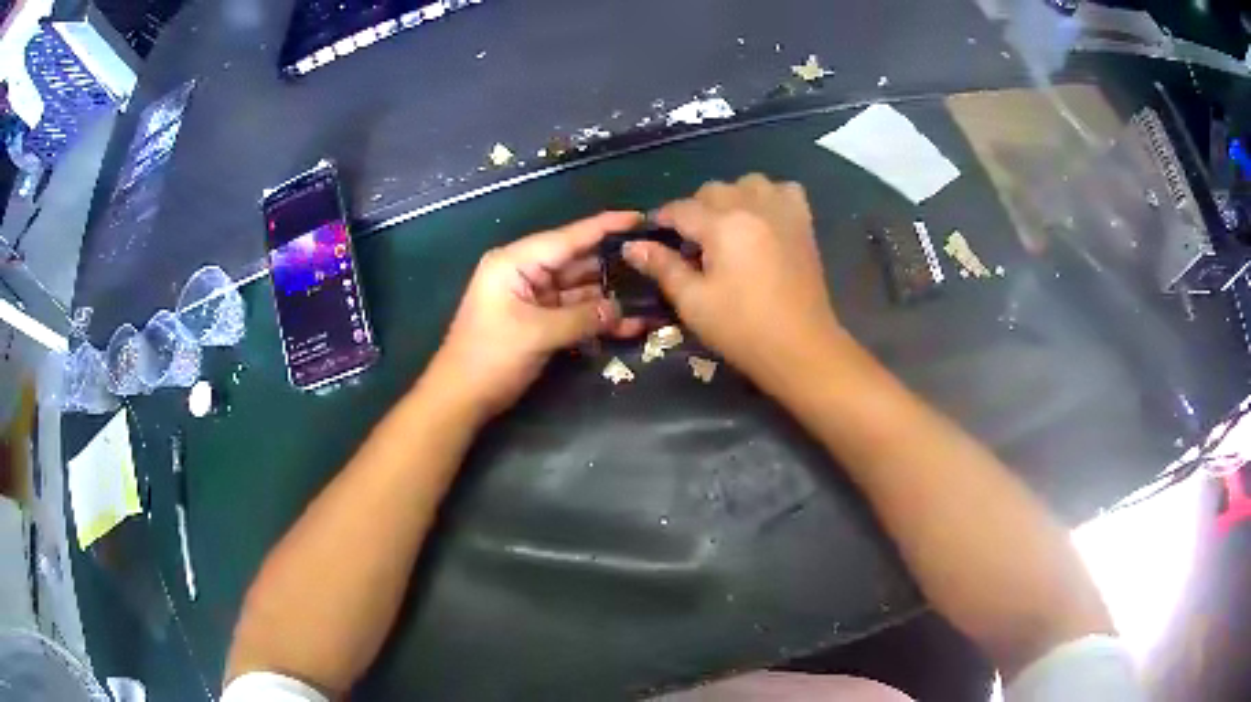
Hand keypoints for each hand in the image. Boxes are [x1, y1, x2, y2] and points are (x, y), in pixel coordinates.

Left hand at [427, 211, 644, 418]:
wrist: (460, 398)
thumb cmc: (490, 357)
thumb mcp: (537, 334)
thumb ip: (582, 318)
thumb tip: (621, 310)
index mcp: (515, 262)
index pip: (567, 238)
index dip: (604, 227)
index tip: (638, 217)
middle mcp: (524, 272)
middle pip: (576, 262)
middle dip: (613, 266)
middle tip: (655, 263)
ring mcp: (532, 298)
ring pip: (578, 290)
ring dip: (609, 297)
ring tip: (651, 295)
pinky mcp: (537, 321)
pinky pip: (573, 313)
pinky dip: (595, 319)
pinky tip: (628, 323)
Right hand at [623, 174, 840, 383]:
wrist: (801, 348)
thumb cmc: (742, 329)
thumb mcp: (693, 302)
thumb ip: (663, 267)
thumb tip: (633, 245)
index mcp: (723, 225)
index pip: (681, 209)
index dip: (662, 219)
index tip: (654, 235)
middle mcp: (753, 207)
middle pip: (714, 190)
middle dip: (696, 209)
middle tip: (691, 242)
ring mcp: (783, 212)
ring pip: (749, 182)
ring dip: (732, 197)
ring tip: (728, 227)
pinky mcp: (804, 224)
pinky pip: (785, 190)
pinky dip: (770, 197)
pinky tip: (764, 219)